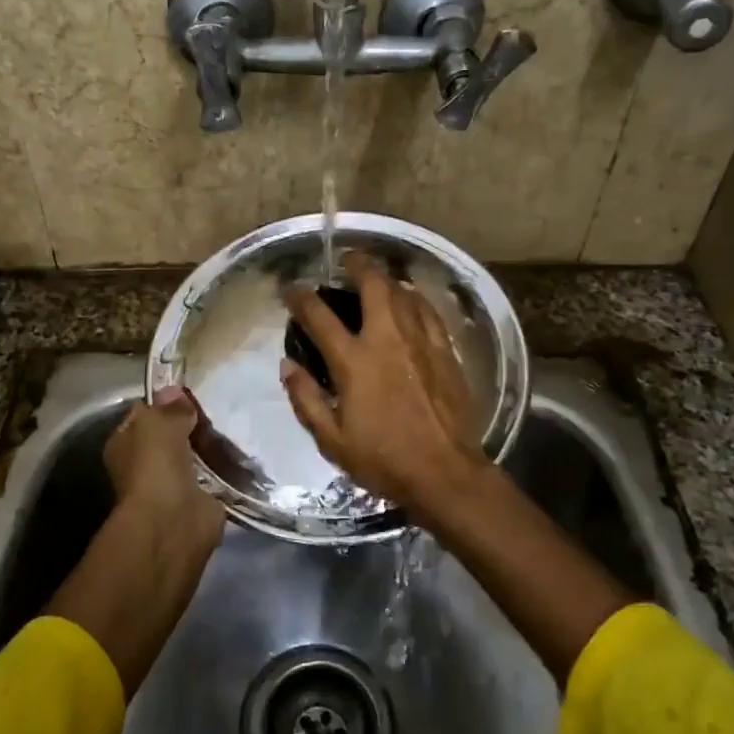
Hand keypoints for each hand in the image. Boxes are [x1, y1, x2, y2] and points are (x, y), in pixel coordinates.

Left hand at [102, 386, 224, 556]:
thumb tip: (174, 390)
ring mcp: (172, 485)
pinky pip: (213, 477)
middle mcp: (144, 465)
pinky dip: (224, 470)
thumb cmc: (155, 467)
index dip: (164, 402)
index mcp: (125, 444)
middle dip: (190, 425)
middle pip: (170, 436)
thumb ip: (170, 408)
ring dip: (209, 447)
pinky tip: (241, 453)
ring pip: (193, 456)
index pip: (144, 415)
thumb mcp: (159, 424)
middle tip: (218, 406)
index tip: (191, 390)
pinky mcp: (199, 501)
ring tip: (233, 424)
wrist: (173, 522)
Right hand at [281, 254, 491, 515]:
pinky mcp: (446, 351)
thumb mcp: (331, 440)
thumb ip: (306, 399)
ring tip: (375, 280)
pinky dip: (414, 299)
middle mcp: (387, 340)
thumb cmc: (383, 460)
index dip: (301, 297)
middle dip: (356, 263)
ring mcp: (421, 341)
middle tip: (345, 261)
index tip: (291, 290)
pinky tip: (410, 302)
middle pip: (372, 284)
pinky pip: (429, 311)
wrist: (445, 473)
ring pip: (403, 292)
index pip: (319, 316)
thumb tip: (287, 366)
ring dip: (385, 279)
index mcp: (354, 361)